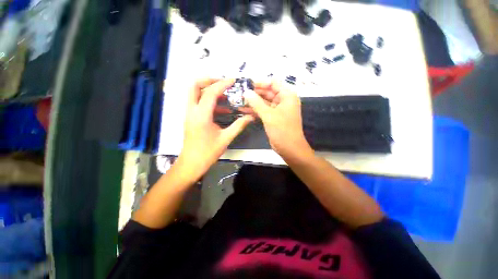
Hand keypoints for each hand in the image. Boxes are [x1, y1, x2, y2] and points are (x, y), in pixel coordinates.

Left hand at [177, 79, 253, 181]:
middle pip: (194, 86)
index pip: (211, 93)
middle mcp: (192, 110)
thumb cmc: (208, 152)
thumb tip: (250, 117)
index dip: (223, 84)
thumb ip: (239, 125)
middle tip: (223, 83)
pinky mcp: (191, 118)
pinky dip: (209, 102)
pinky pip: (198, 103)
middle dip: (209, 80)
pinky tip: (223, 109)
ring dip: (209, 90)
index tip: (234, 81)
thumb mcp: (226, 138)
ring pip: (195, 93)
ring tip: (226, 94)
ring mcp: (189, 113)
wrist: (192, 163)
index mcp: (201, 115)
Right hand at [244, 81, 312, 158]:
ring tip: (239, 101)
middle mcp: (283, 101)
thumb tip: (246, 92)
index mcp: (287, 96)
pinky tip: (243, 110)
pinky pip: (263, 110)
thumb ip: (257, 103)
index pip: (273, 83)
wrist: (289, 148)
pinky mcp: (273, 117)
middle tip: (240, 93)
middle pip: (267, 92)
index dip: (260, 82)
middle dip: (254, 93)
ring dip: (252, 102)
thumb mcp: (269, 115)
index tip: (247, 84)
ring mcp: (277, 110)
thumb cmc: (283, 130)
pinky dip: (255, 110)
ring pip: (264, 102)